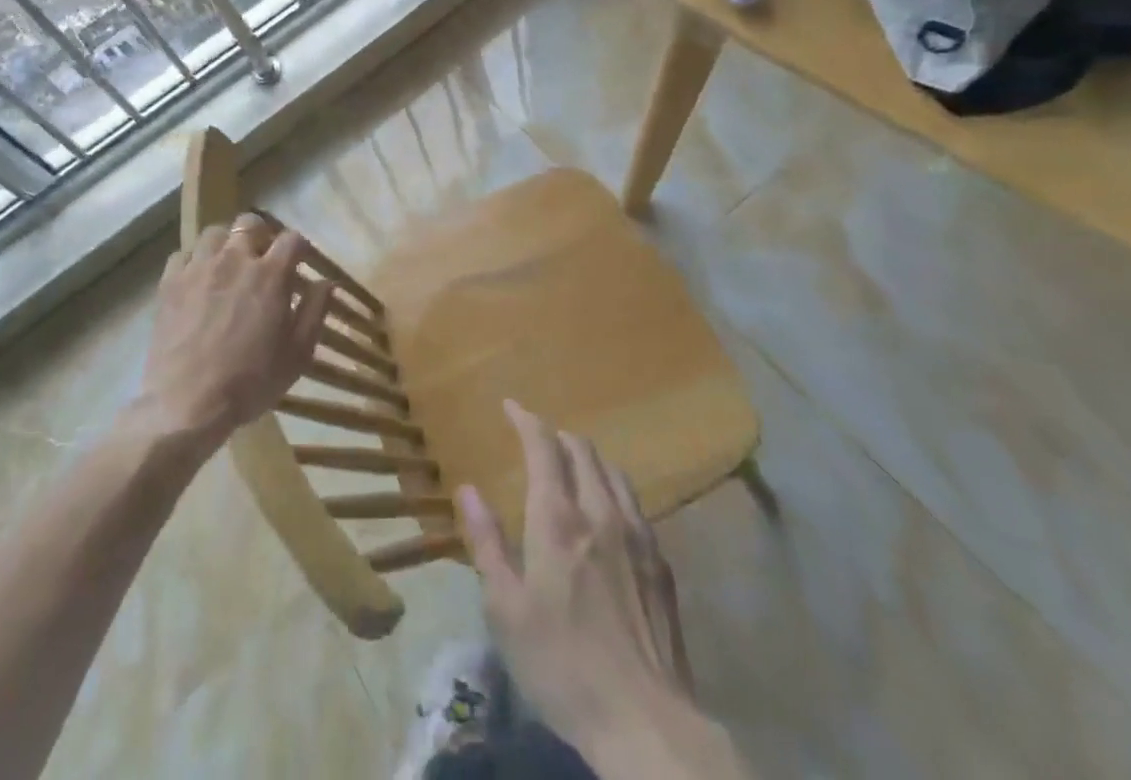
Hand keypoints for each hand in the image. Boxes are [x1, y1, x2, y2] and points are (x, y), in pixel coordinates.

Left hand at [138, 215, 329, 450]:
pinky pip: (182, 254)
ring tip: (228, 265)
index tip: (301, 261)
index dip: (300, 247)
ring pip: (214, 233)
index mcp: (270, 274)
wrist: (187, 404)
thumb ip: (315, 311)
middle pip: (250, 223)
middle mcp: (234, 259)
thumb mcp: (297, 354)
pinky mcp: (169, 283)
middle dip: (262, 234)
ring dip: (226, 243)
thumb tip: (327, 282)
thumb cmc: (250, 381)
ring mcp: (198, 268)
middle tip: (263, 258)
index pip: (292, 239)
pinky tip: (198, 279)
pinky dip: (194, 261)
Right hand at [459, 401, 748, 778]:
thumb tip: (468, 489)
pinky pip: (635, 503)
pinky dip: (613, 488)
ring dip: (588, 457)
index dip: (525, 420)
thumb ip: (487, 543)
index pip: (543, 446)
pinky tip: (608, 512)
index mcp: (558, 520)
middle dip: (556, 436)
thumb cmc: (562, 666)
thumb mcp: (506, 610)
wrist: (646, 724)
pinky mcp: (661, 563)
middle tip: (538, 440)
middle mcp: (600, 512)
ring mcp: (638, 536)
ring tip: (572, 466)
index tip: (510, 407)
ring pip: (613, 471)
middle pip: (581, 450)